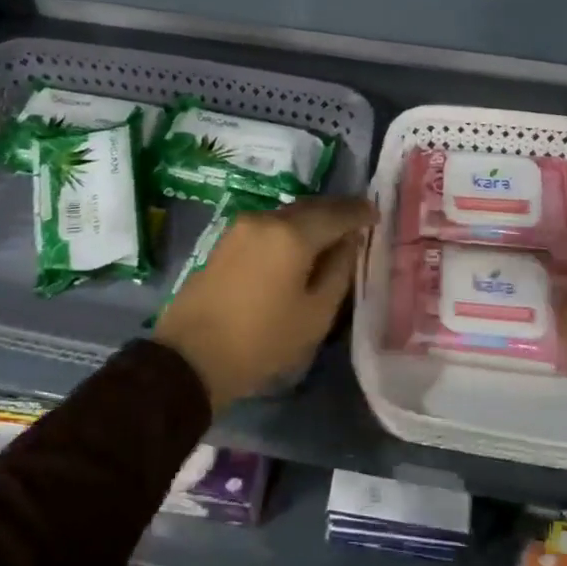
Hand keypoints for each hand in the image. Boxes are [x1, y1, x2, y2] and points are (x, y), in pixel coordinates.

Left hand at [156, 196, 374, 411]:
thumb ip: (339, 271)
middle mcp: (265, 219)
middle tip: (357, 220)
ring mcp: (240, 227)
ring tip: (330, 236)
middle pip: (309, 207)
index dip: (359, 212)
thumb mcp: (315, 315)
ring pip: (286, 215)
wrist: (190, 358)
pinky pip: (267, 227)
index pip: (336, 214)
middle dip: (335, 212)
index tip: (376, 214)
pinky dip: (288, 231)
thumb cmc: (262, 341)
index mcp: (292, 235)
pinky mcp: (224, 241)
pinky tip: (297, 247)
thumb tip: (348, 242)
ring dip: (310, 221)